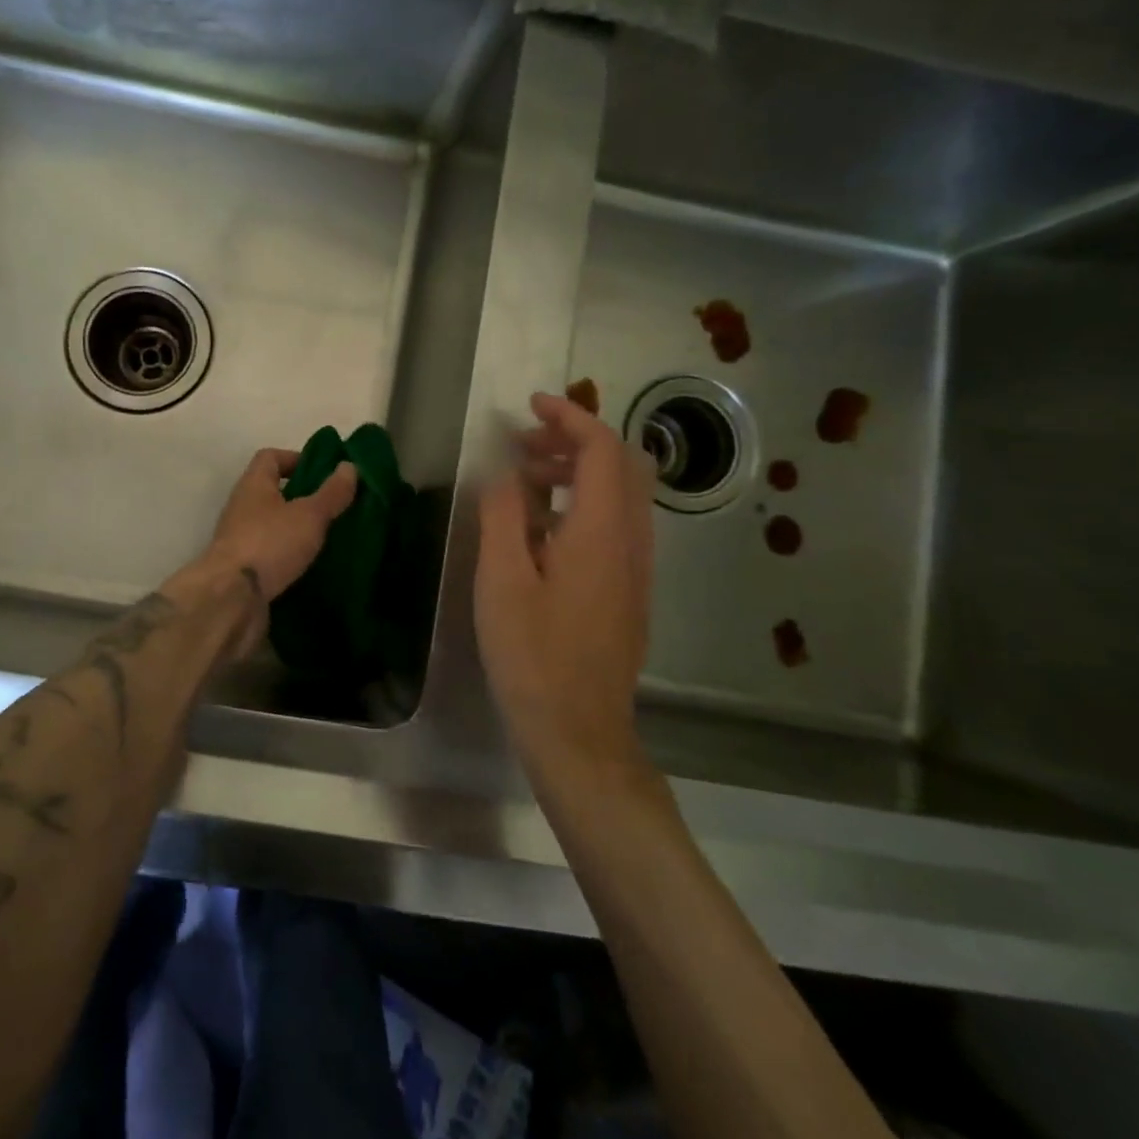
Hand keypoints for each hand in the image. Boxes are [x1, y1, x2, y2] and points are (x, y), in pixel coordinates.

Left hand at [185, 448, 357, 599]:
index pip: (270, 457)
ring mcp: (239, 540)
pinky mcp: (242, 569)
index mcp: (253, 485)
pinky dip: (288, 555)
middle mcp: (242, 508)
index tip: (323, 471)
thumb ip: (331, 493)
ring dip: (295, 528)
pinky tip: (311, 564)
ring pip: (271, 524)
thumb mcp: (309, 515)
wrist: (232, 599)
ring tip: (327, 536)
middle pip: (271, 492)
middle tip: (333, 506)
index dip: (295, 458)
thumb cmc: (270, 544)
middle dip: (301, 496)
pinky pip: (270, 553)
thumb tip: (349, 466)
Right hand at [476, 393, 654, 772]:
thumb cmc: (533, 655)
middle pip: (621, 465)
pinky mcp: (628, 591)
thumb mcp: (502, 580)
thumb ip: (504, 515)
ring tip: (525, 479)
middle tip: (522, 444)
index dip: (570, 416)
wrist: (578, 732)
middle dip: (574, 440)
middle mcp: (632, 542)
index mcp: (602, 531)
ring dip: (578, 472)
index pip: (602, 448)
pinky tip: (540, 530)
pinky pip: (615, 526)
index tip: (531, 405)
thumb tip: (505, 474)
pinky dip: (583, 504)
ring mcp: (636, 569)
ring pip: (620, 496)